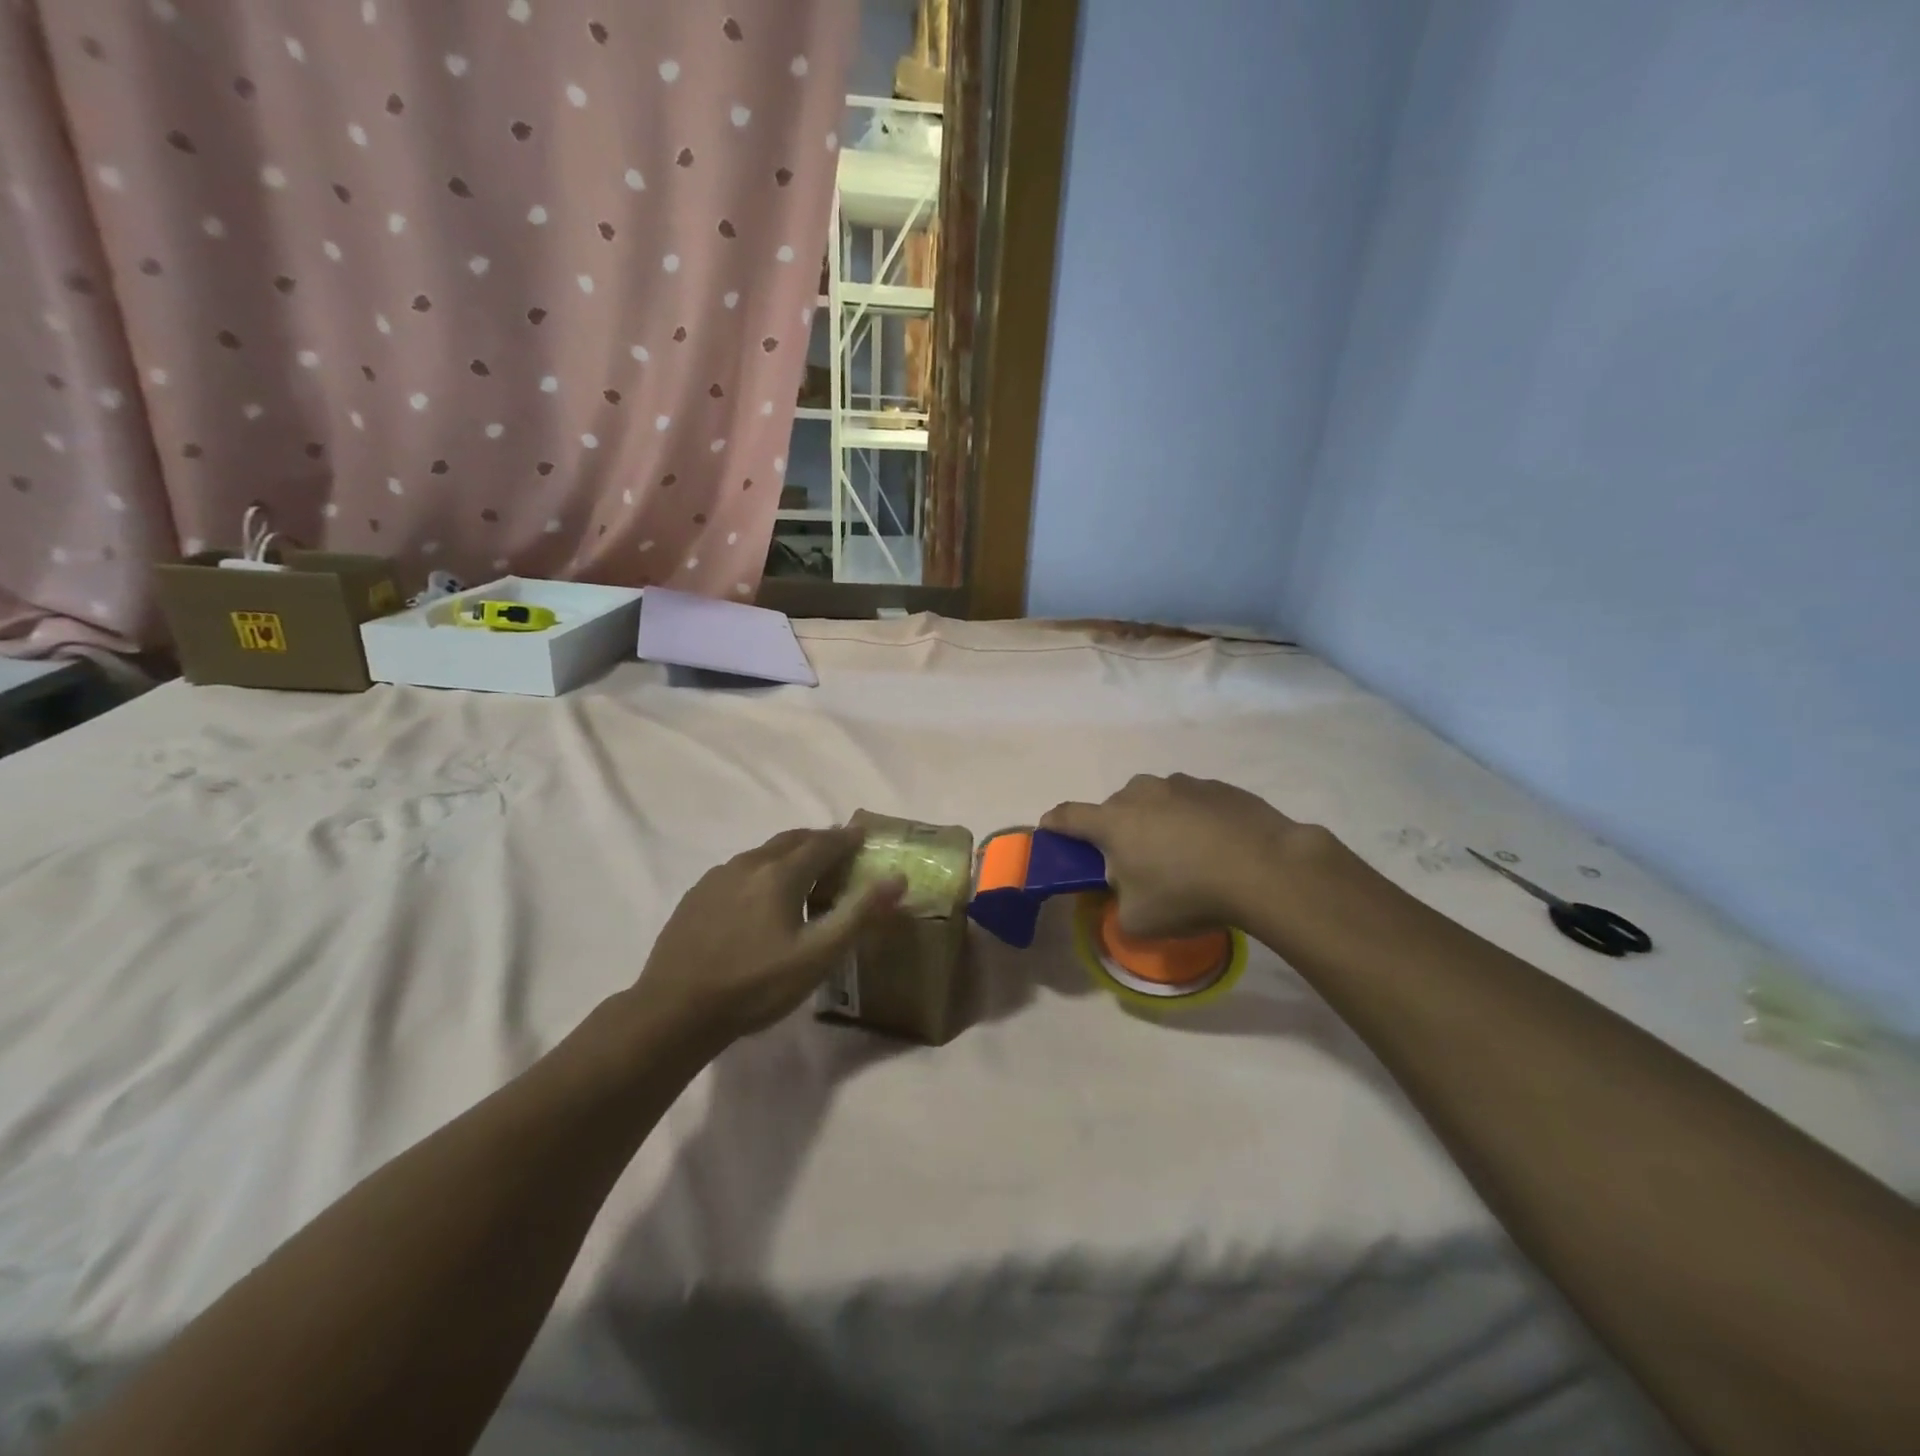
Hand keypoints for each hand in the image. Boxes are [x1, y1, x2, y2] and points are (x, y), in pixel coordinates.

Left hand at [633, 827, 903, 1045]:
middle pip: (791, 840)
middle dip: (818, 840)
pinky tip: (758, 897)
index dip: (846, 838)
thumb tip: (897, 877)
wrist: (674, 1010)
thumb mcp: (818, 956)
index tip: (862, 834)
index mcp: (781, 874)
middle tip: (837, 850)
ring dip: (788, 854)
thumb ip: (859, 914)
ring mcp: (717, 878)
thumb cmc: (756, 985)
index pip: (823, 843)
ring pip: (763, 853)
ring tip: (802, 873)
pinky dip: (761, 871)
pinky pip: (739, 870)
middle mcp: (749, 864)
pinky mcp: (696, 896)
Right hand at [1040, 774, 1317, 937]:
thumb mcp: (1139, 921)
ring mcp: (1181, 784)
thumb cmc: (1188, 894)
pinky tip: (1214, 845)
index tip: (1051, 829)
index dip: (1055, 824)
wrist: (1265, 868)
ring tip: (1181, 853)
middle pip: (1115, 809)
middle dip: (1117, 830)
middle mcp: (1141, 793)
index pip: (1069, 816)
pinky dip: (1192, 818)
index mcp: (1113, 822)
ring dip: (1156, 821)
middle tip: (1134, 862)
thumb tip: (1121, 892)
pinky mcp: (1217, 786)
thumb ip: (1116, 906)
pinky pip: (1191, 801)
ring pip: (1155, 801)